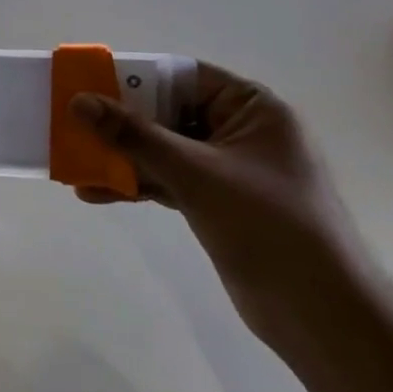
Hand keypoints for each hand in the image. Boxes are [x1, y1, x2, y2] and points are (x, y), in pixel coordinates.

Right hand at [70, 64, 374, 352]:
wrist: (321, 315)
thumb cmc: (267, 225)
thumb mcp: (196, 173)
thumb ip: (135, 135)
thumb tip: (79, 102)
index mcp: (251, 108)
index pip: (182, 76)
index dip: (133, 78)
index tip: (86, 83)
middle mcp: (240, 131)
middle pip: (166, 113)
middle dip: (117, 123)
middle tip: (70, 124)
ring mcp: (227, 169)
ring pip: (161, 150)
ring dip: (119, 157)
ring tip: (73, 163)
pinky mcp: (216, 202)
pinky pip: (166, 180)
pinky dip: (134, 184)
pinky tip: (95, 192)